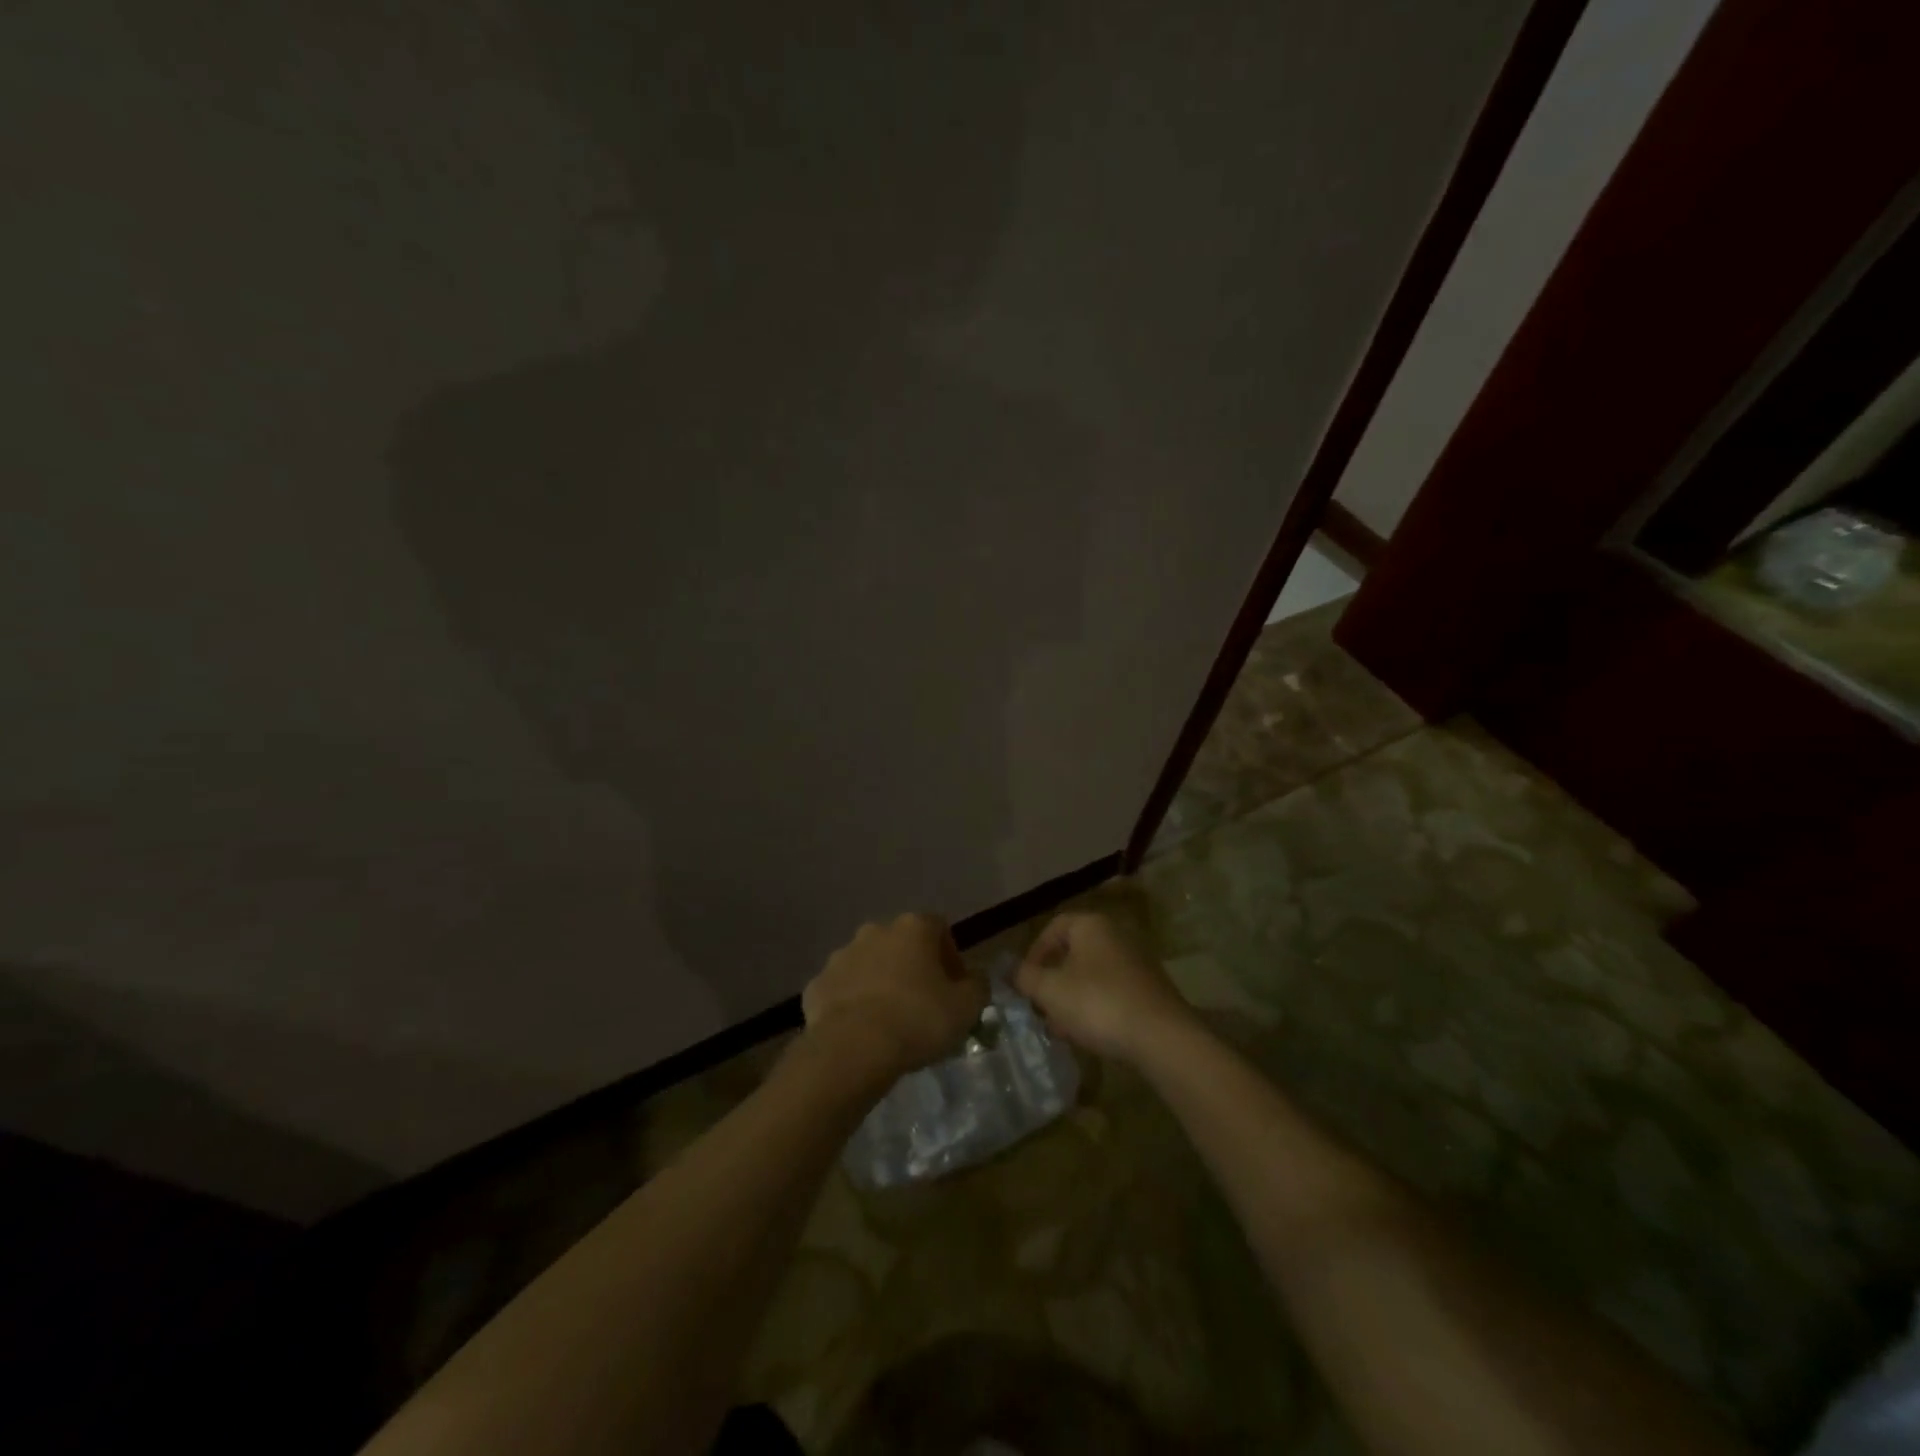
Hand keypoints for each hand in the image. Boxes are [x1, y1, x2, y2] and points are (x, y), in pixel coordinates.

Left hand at [802, 913, 987, 1081]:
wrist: (852, 1049)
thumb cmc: (918, 1020)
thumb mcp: (967, 1007)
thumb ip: (978, 985)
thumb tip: (974, 979)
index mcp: (913, 928)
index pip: (939, 928)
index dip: (951, 956)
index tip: (955, 988)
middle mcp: (875, 931)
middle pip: (901, 944)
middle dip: (913, 968)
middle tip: (923, 1004)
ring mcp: (841, 955)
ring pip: (869, 964)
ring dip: (881, 983)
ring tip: (891, 1021)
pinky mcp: (817, 984)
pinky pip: (842, 990)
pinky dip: (853, 1004)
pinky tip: (862, 1032)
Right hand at [1014, 911, 1197, 1064]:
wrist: (1161, 1037)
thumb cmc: (1097, 1003)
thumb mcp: (1050, 990)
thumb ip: (1025, 977)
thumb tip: (1012, 970)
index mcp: (1091, 925)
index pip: (1054, 927)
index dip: (1034, 952)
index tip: (1025, 981)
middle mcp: (1116, 935)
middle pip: (1073, 953)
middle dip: (1053, 981)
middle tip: (1040, 1007)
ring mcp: (1136, 963)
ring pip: (1092, 976)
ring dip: (1072, 998)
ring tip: (1061, 1028)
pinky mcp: (1150, 990)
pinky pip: (1112, 992)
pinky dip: (1095, 1008)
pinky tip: (1088, 1034)